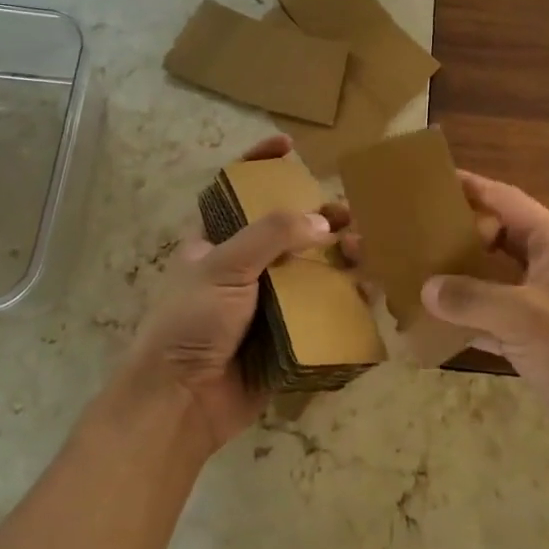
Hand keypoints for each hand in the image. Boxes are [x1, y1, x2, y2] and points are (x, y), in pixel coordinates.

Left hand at [121, 134, 341, 457]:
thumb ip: (271, 235)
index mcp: (216, 241)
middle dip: (319, 216)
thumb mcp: (223, 266)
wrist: (181, 403)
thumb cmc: (190, 322)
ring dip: (339, 255)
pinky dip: (345, 297)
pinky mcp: (286, 335)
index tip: (289, 145)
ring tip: (362, 250)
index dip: (261, 163)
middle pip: (287, 229)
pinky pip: (321, 310)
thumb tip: (323, 223)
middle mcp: (243, 266)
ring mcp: (266, 301)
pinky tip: (367, 288)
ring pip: (310, 268)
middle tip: (349, 215)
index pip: (239, 190)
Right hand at [422, 172, 548, 462]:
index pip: (505, 201)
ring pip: (493, 278)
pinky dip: (467, 317)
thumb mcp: (525, 317)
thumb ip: (471, 298)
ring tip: (415, 270)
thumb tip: (427, 287)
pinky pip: (493, 316)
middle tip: (413, 231)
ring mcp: (543, 303)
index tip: (430, 181)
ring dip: (459, 277)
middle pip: (496, 237)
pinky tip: (434, 322)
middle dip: (458, 233)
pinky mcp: (537, 337)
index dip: (470, 187)